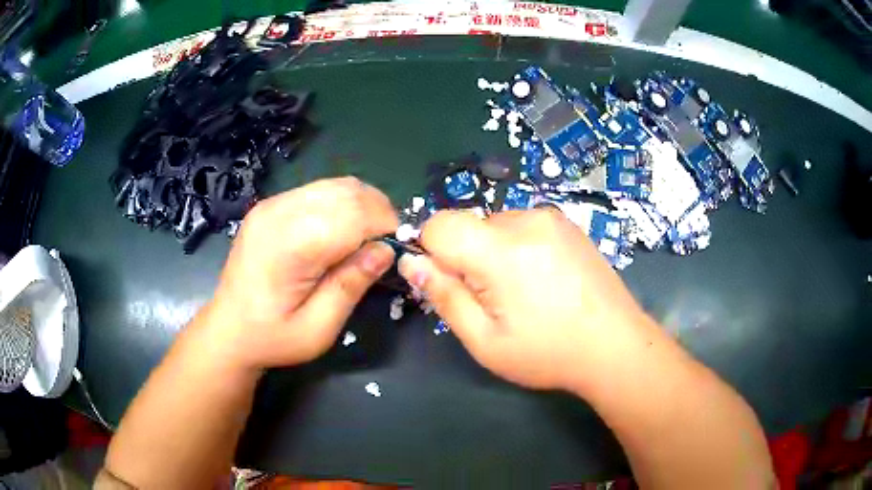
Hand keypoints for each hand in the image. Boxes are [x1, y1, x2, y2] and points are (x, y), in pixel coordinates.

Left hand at [198, 177, 397, 371]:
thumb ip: (351, 285)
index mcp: (289, 246)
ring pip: (335, 185)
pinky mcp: (271, 205)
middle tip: (387, 244)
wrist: (228, 329)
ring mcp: (272, 204)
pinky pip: (318, 191)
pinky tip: (344, 229)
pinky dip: (342, 203)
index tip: (399, 249)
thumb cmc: (272, 337)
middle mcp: (278, 213)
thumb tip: (385, 250)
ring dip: (363, 204)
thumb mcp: (318, 329)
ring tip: (370, 236)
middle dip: (379, 211)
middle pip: (346, 192)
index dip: (385, 226)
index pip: (352, 215)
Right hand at [398, 208, 657, 389]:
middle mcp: (526, 220)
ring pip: (495, 226)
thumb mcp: (485, 340)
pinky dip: (519, 248)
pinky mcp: (567, 224)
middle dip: (467, 257)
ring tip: (525, 292)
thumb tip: (411, 261)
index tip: (452, 285)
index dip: (434, 253)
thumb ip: (444, 297)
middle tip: (495, 300)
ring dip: (494, 253)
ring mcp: (551, 218)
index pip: (439, 224)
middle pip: (469, 225)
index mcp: (501, 250)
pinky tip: (544, 280)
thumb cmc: (548, 353)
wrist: (615, 345)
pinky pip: (523, 226)